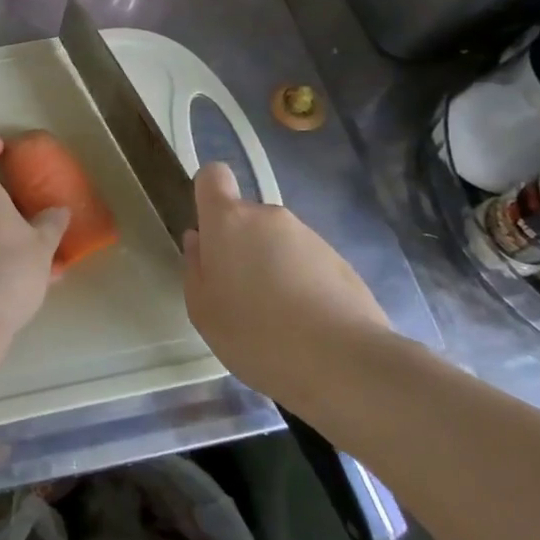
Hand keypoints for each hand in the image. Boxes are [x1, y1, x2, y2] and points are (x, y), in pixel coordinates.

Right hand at [182, 162, 390, 395]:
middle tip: (240, 295)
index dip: (208, 195)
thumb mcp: (203, 310)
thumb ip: (196, 267)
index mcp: (229, 220)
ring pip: (278, 242)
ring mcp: (310, 236)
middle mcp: (270, 216)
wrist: (343, 363)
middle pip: (246, 218)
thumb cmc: (255, 334)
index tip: (208, 232)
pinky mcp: (341, 262)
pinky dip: (302, 285)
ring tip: (277, 319)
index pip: (213, 176)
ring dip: (273, 267)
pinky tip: (306, 326)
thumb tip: (200, 239)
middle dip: (241, 247)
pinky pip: (307, 264)